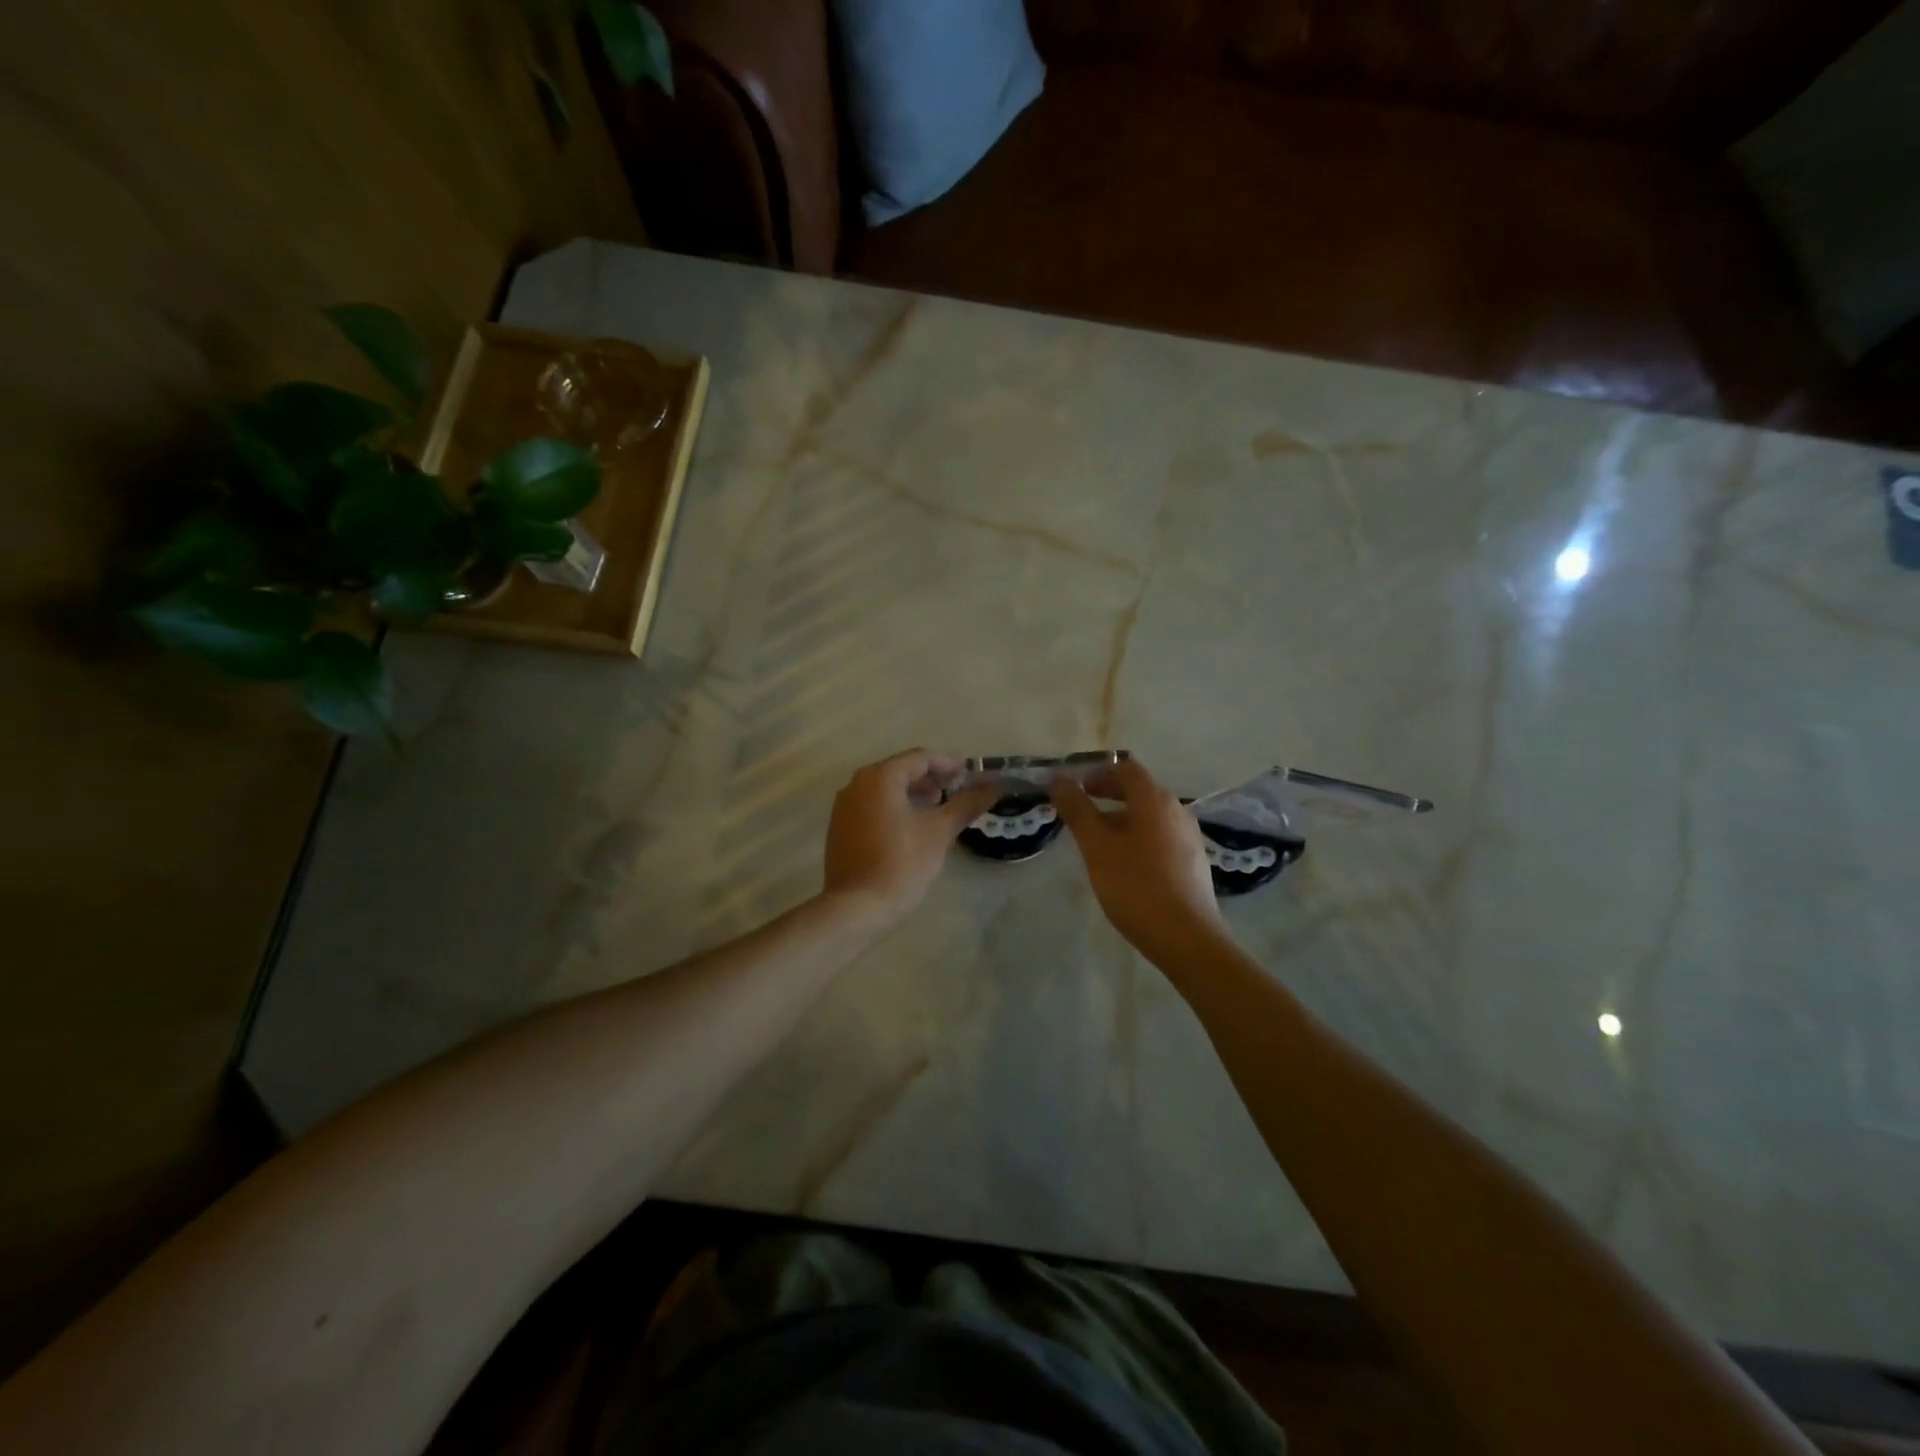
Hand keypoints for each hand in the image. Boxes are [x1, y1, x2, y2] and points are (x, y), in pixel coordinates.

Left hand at [823, 750, 999, 922]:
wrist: (857, 907)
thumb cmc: (902, 862)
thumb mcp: (940, 831)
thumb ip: (967, 804)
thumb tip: (995, 786)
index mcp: (880, 777)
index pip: (920, 758)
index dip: (948, 764)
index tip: (971, 775)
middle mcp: (857, 784)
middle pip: (901, 770)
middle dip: (931, 778)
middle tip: (957, 790)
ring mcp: (844, 806)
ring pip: (885, 789)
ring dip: (913, 793)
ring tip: (939, 808)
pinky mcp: (840, 828)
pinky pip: (873, 806)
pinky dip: (895, 807)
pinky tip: (913, 826)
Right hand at [1052, 759, 1227, 962]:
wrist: (1186, 938)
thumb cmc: (1136, 886)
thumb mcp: (1097, 847)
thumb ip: (1077, 810)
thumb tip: (1058, 779)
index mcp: (1155, 800)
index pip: (1126, 768)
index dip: (1097, 772)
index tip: (1074, 787)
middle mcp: (1177, 810)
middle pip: (1139, 789)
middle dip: (1107, 794)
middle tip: (1080, 809)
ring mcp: (1188, 837)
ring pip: (1149, 815)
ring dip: (1120, 817)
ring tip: (1096, 839)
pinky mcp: (1192, 862)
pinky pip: (1160, 836)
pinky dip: (1137, 836)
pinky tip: (1123, 863)